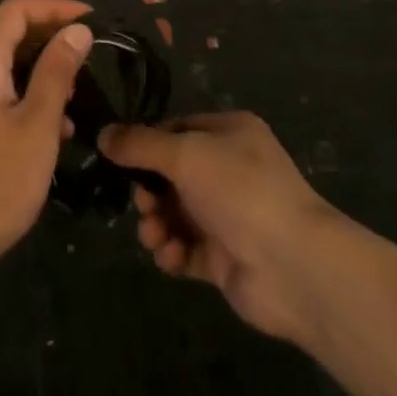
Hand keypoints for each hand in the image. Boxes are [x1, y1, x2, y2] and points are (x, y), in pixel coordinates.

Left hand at [0, 0, 93, 292]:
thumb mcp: (37, 125)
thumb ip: (57, 72)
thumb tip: (78, 30)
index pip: (17, 10)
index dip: (55, 7)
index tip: (93, 20)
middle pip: (13, 34)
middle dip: (54, 37)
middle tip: (93, 54)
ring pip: (11, 66)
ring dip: (46, 70)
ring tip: (82, 90)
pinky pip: (6, 94)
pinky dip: (33, 98)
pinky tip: (59, 129)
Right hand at [101, 111, 348, 345]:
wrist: (293, 266)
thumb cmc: (239, 190)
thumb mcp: (184, 154)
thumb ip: (140, 145)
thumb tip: (102, 134)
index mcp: (229, 133)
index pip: (177, 129)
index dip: (148, 143)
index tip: (120, 159)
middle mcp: (230, 169)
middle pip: (172, 174)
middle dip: (150, 190)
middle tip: (142, 205)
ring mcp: (229, 215)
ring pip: (176, 213)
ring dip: (157, 224)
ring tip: (155, 237)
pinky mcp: (226, 258)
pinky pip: (187, 249)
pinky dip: (173, 253)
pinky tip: (170, 257)